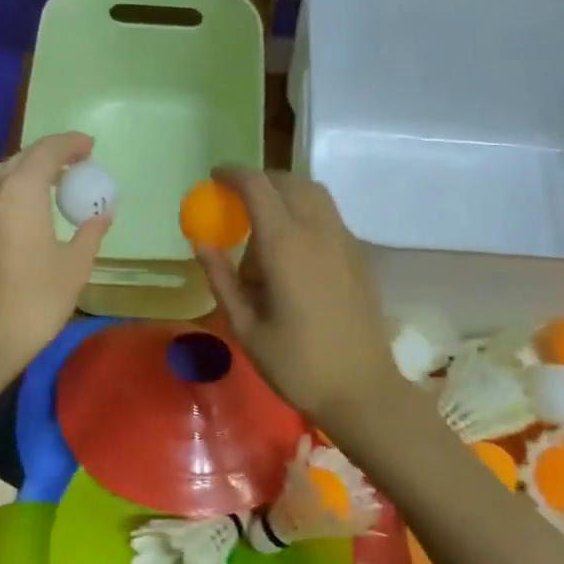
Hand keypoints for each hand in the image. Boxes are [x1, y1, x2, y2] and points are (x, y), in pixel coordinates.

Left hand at [0, 133, 110, 387]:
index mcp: (20, 194)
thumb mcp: (76, 265)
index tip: (90, 147)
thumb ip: (90, 232)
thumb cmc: (38, 300)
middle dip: (48, 155)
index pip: (45, 153)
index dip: (69, 144)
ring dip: (25, 170)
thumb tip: (101, 213)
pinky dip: (9, 189)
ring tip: (50, 183)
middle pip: (19, 159)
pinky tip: (25, 209)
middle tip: (75, 165)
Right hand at [196, 168, 400, 426]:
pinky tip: (293, 251)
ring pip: (315, 195)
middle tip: (237, 202)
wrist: (362, 388)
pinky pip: (329, 217)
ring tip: (264, 227)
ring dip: (286, 195)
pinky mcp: (360, 257)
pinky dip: (306, 214)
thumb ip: (222, 279)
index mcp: (286, 246)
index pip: (258, 187)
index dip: (234, 175)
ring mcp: (345, 242)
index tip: (214, 177)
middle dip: (261, 181)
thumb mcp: (247, 327)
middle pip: (290, 182)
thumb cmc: (297, 364)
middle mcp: (319, 232)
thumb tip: (201, 243)